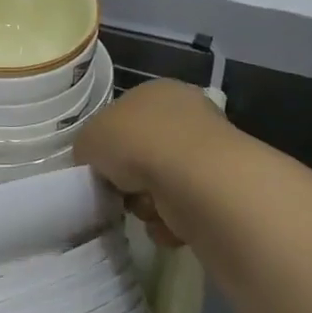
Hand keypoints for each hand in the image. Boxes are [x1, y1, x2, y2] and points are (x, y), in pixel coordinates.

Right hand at [73, 79, 235, 246]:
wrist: (192, 179)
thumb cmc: (135, 143)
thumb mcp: (88, 139)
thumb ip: (88, 150)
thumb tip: (98, 167)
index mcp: (155, 91)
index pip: (125, 116)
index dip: (109, 144)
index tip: (101, 167)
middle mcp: (187, 115)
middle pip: (144, 152)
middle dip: (129, 178)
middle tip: (119, 191)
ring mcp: (209, 152)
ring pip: (162, 184)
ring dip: (147, 203)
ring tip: (146, 208)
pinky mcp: (223, 190)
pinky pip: (184, 209)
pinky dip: (170, 220)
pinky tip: (166, 221)